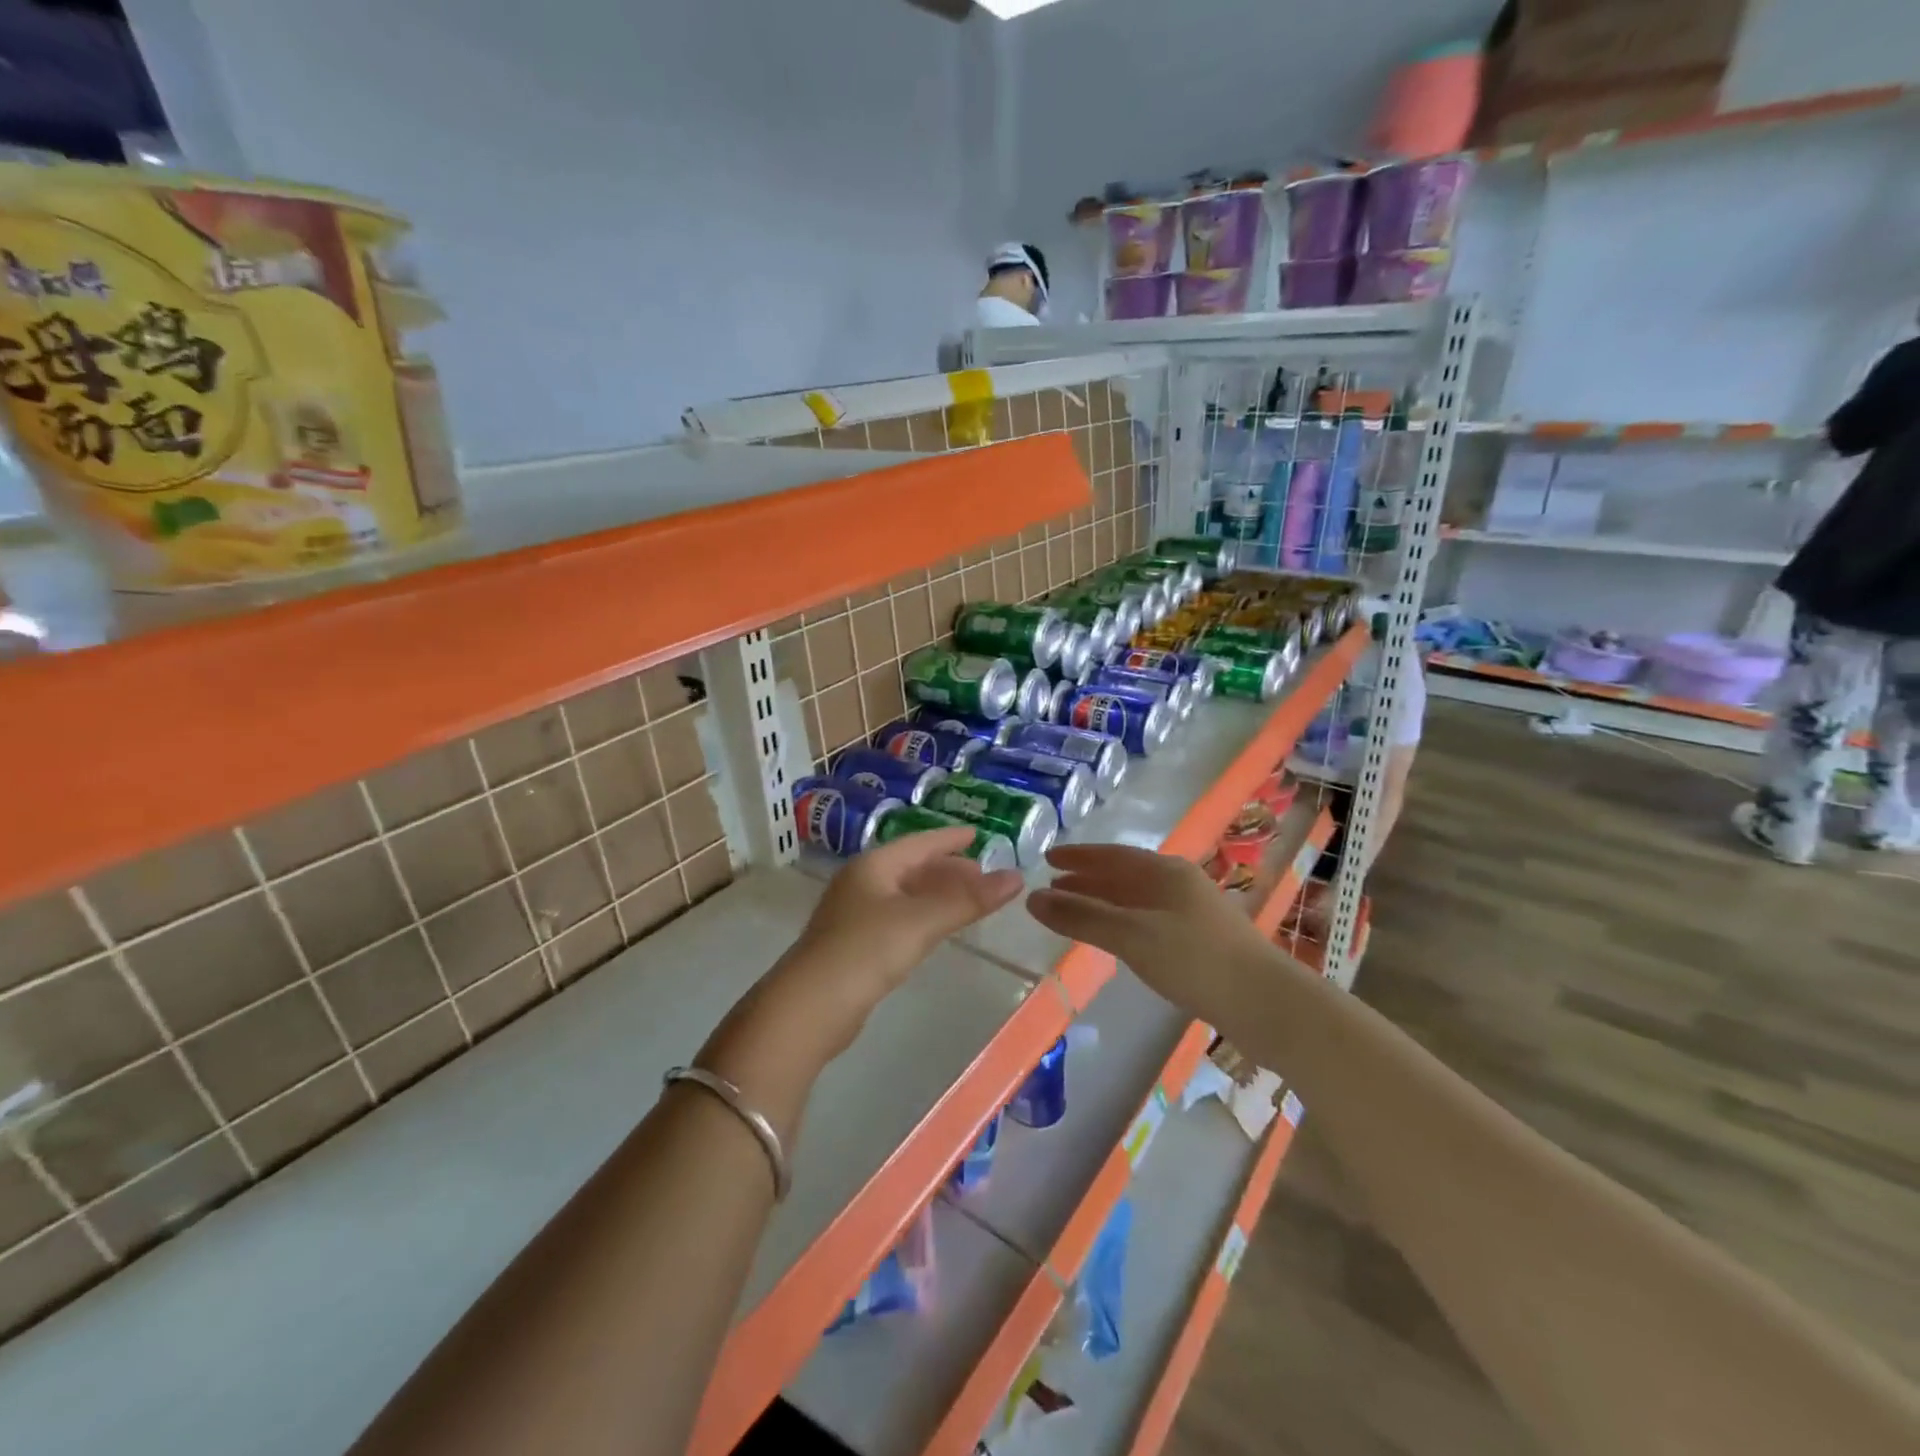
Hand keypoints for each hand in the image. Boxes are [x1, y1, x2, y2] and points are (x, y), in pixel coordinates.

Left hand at [709, 829, 1022, 1086]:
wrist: (810, 1007)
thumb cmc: (866, 951)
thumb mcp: (921, 921)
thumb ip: (968, 900)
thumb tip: (1016, 878)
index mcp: (873, 866)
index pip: (920, 842)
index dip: (950, 838)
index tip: (978, 834)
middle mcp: (862, 882)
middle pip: (912, 867)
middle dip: (948, 869)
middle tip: (983, 876)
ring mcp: (854, 914)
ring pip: (905, 894)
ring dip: (936, 894)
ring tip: (968, 901)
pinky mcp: (854, 944)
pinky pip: (898, 917)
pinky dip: (923, 916)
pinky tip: (935, 929)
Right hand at [1027, 844, 1285, 1030]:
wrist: (1267, 1004)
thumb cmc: (1195, 960)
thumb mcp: (1132, 935)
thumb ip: (1082, 916)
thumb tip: (1032, 898)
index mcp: (1165, 871)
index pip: (1112, 855)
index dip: (1078, 856)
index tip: (1048, 858)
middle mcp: (1179, 883)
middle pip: (1124, 875)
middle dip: (1087, 880)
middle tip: (1053, 887)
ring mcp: (1193, 912)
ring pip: (1137, 899)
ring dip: (1104, 902)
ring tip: (1075, 911)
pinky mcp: (1201, 941)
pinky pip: (1149, 920)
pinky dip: (1123, 922)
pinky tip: (1116, 939)